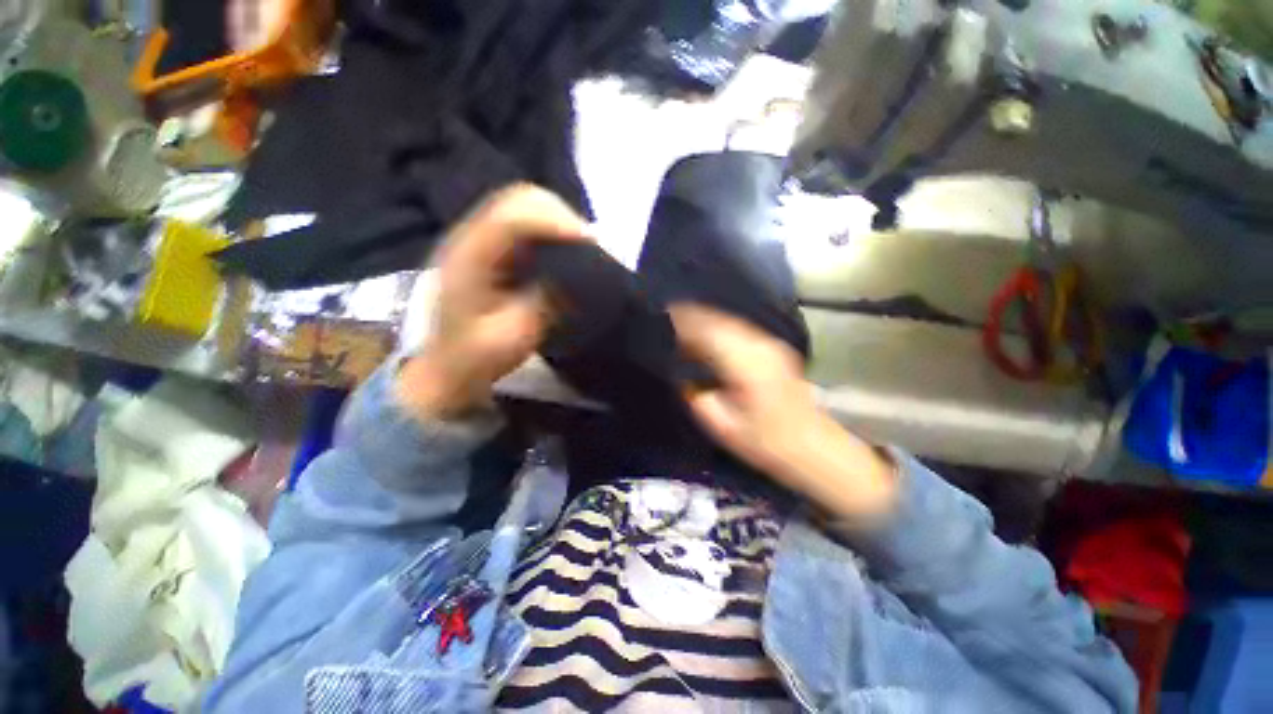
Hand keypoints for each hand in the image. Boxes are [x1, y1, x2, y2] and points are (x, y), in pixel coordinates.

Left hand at [398, 185, 589, 418]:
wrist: (449, 366)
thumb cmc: (476, 357)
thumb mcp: (513, 337)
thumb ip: (543, 303)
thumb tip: (576, 276)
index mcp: (468, 258)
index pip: (511, 218)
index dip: (553, 223)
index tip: (590, 243)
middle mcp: (473, 237)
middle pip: (520, 199)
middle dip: (561, 216)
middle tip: (590, 246)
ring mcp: (483, 239)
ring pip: (526, 206)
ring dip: (559, 221)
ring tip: (583, 247)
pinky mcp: (496, 248)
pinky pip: (529, 223)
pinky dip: (553, 230)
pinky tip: (568, 251)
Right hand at [671, 305, 896, 519]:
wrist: (813, 446)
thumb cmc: (765, 442)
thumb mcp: (722, 426)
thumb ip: (696, 397)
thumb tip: (680, 374)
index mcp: (746, 366)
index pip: (709, 332)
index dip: (685, 322)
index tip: (663, 316)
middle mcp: (760, 346)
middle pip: (719, 321)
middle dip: (692, 315)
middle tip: (667, 316)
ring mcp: (770, 344)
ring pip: (730, 322)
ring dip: (705, 319)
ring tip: (682, 321)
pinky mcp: (773, 348)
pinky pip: (739, 329)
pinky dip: (719, 326)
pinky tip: (707, 333)